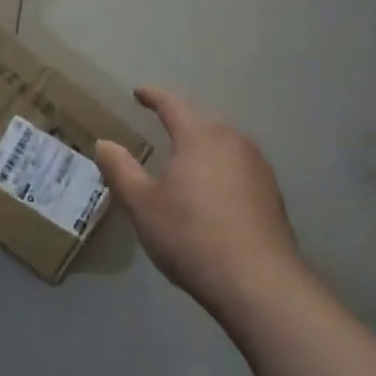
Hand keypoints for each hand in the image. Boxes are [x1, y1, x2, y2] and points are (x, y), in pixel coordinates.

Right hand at [95, 88, 300, 322]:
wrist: (259, 282)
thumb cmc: (191, 236)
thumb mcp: (142, 204)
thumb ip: (120, 169)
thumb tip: (104, 143)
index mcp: (199, 136)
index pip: (172, 104)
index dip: (153, 96)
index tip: (139, 92)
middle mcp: (232, 140)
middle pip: (201, 120)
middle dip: (179, 118)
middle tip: (159, 122)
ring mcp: (257, 165)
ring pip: (223, 141)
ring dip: (201, 143)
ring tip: (184, 155)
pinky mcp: (271, 192)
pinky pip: (238, 164)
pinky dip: (220, 166)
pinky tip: (212, 188)